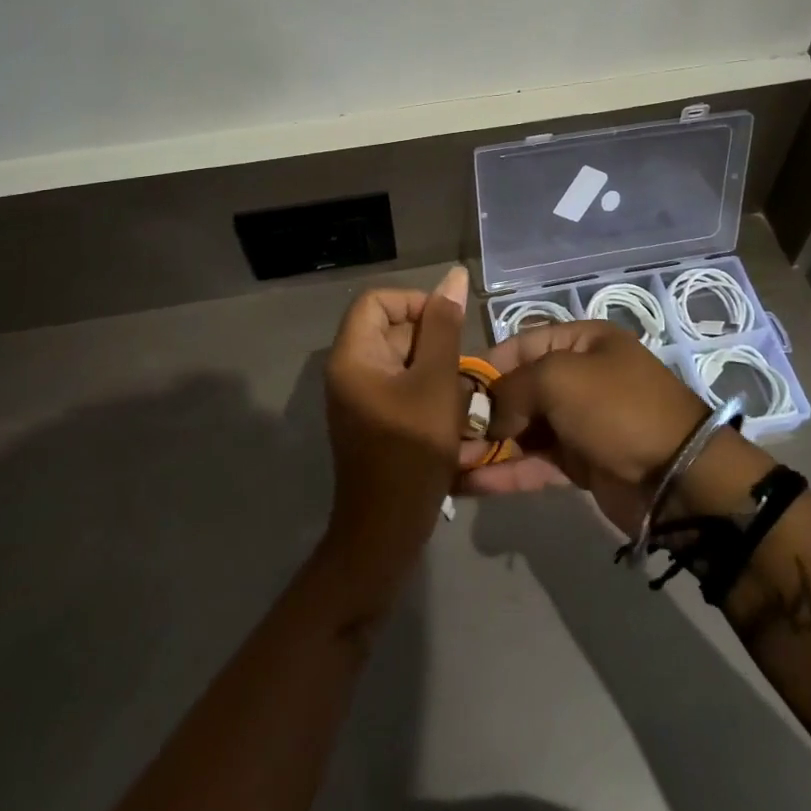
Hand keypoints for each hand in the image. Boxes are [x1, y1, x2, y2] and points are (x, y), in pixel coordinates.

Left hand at [320, 266, 471, 604]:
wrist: (385, 533)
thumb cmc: (411, 451)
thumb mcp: (436, 382)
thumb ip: (444, 327)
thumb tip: (453, 277)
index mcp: (352, 355)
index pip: (377, 300)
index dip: (414, 303)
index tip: (448, 326)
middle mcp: (348, 370)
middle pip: (391, 329)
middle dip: (431, 342)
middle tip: (461, 367)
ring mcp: (359, 397)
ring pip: (402, 360)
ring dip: (435, 370)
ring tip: (461, 394)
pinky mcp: (372, 420)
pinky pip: (401, 387)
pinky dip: (428, 392)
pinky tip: (452, 415)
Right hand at [459, 319, 738, 533]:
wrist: (678, 477)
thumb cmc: (615, 408)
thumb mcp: (558, 379)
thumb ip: (511, 390)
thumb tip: (486, 415)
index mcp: (579, 341)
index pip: (518, 345)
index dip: (484, 366)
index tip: (447, 389)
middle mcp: (577, 376)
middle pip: (517, 389)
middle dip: (480, 410)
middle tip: (441, 433)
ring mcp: (578, 422)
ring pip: (521, 429)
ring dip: (486, 444)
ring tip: (444, 462)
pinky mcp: (579, 463)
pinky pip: (533, 462)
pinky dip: (503, 471)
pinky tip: (467, 483)